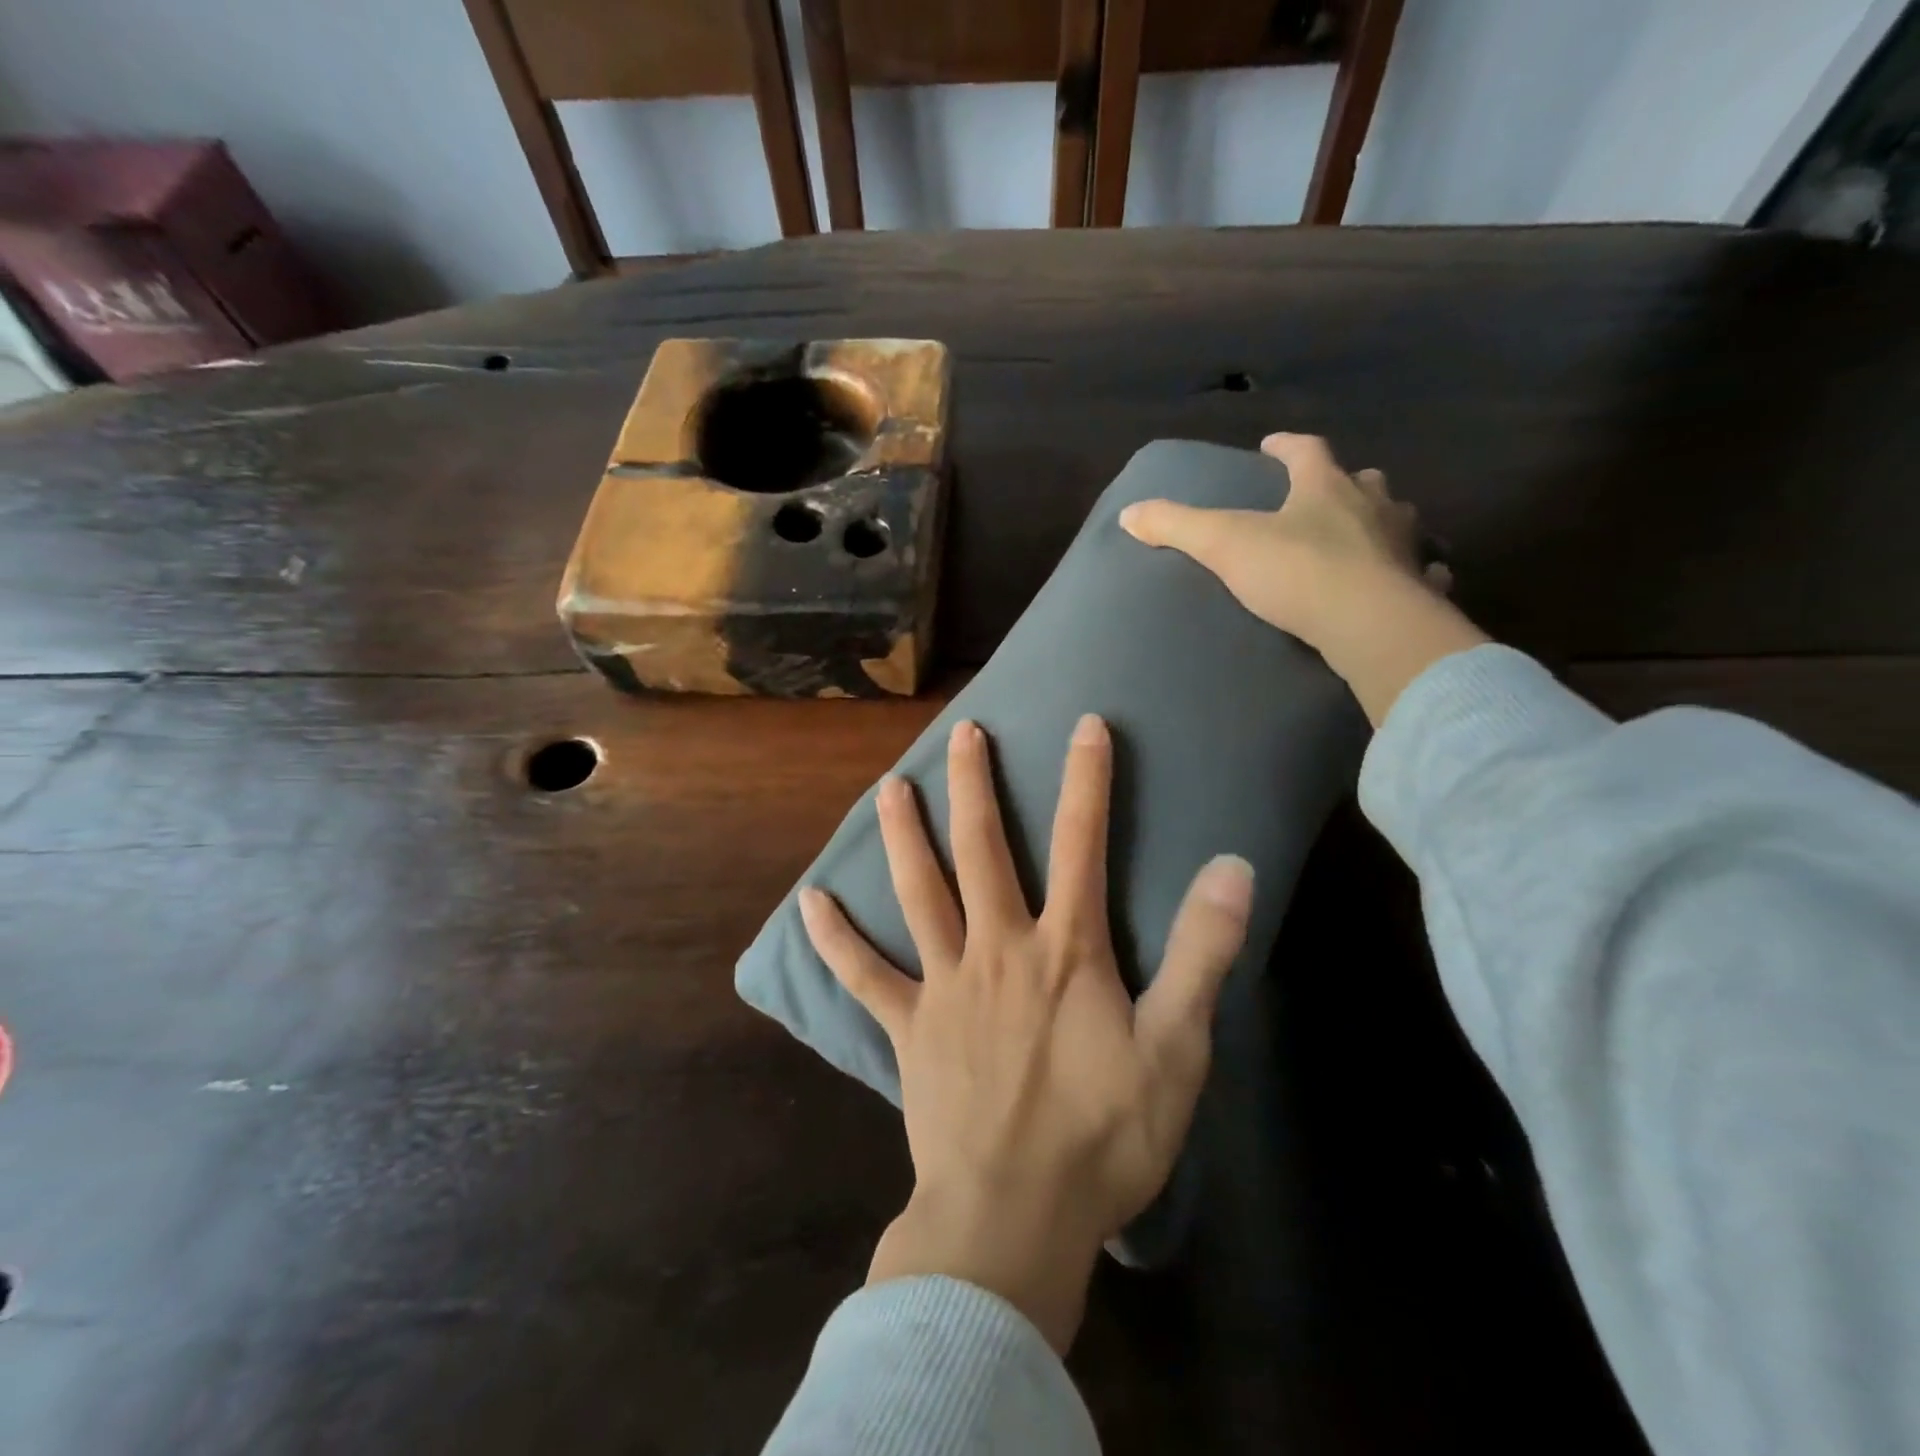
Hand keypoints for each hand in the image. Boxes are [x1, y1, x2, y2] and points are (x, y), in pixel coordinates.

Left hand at [800, 715, 1253, 1351]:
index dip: (1087, 780)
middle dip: (976, 785)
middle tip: (964, 732)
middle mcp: (997, 948)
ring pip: (918, 893)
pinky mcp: (908, 1027)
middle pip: (983, 850)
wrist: (1015, 1218)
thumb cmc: (1103, 1136)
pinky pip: (864, 976)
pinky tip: (810, 904)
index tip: (1085, 725)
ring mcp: (944, 984)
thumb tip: (1231, 867)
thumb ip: (1201, 954)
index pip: (1082, 843)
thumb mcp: (1176, 1048)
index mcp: (1064, 950)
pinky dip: (835, 940)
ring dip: (904, 836)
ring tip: (889, 787)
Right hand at [1119, 432, 1486, 726]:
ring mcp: (1403, 545)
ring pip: (1397, 520)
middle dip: (1342, 482)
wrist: (1368, 624)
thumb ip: (1176, 526)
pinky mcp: (1420, 586)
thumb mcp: (1224, 544)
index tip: (1271, 446)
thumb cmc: (1296, 572)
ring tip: (1365, 535)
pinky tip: (1409, 580)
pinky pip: (1423, 570)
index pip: (1307, 450)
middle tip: (1324, 493)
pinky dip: (1415, 570)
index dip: (1286, 446)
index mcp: (1326, 487)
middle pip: (1361, 480)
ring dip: (1381, 521)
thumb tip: (1129, 514)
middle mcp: (1372, 505)